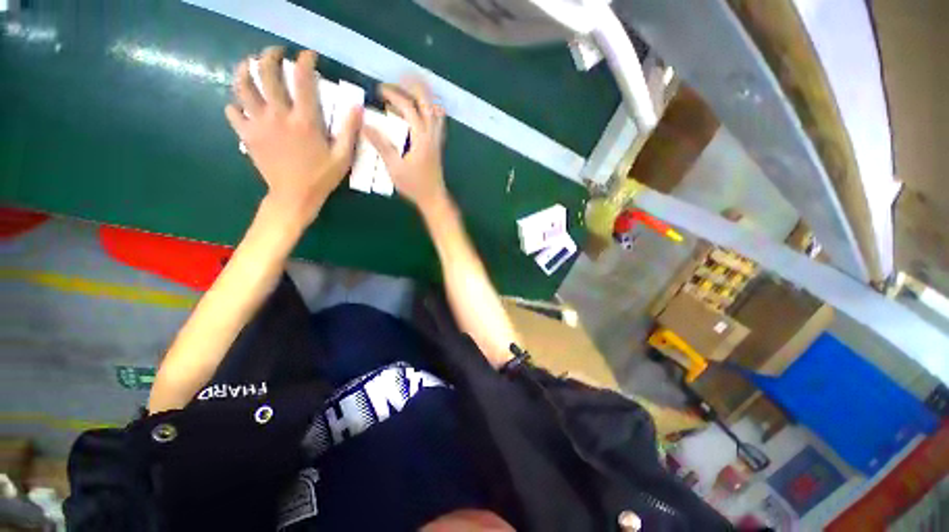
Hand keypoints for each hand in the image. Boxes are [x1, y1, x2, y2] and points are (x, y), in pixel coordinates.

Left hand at [225, 47, 361, 224]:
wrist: (294, 196)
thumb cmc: (321, 177)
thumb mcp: (343, 157)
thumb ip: (349, 131)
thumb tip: (356, 106)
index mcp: (305, 120)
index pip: (303, 80)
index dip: (305, 61)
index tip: (308, 55)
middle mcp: (279, 115)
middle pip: (267, 74)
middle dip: (270, 56)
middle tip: (275, 52)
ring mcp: (259, 123)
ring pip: (243, 87)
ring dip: (244, 70)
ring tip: (248, 65)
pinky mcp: (247, 135)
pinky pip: (233, 113)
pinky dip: (234, 105)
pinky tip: (239, 104)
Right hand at [363, 79, 448, 212]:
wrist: (433, 198)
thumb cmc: (414, 185)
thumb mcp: (394, 167)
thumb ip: (381, 145)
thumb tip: (365, 124)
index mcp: (421, 139)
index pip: (409, 108)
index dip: (395, 95)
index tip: (379, 90)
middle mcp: (432, 135)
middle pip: (428, 103)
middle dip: (415, 87)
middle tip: (400, 78)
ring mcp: (437, 140)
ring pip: (436, 111)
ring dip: (425, 97)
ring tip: (410, 89)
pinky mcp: (437, 145)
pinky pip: (438, 122)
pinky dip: (430, 110)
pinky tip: (422, 110)